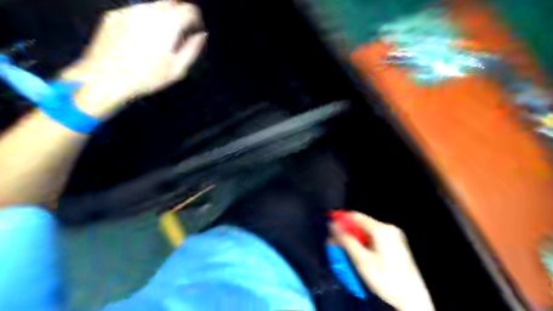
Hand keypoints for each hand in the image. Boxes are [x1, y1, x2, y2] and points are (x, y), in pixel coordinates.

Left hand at [61, 0, 206, 117]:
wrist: (106, 78)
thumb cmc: (146, 78)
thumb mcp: (177, 69)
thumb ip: (192, 49)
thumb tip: (202, 35)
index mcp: (168, 25)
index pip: (189, 9)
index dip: (196, 18)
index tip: (195, 28)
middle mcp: (149, 12)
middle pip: (171, 1)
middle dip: (180, 13)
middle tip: (180, 31)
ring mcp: (130, 11)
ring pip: (153, 5)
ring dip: (163, 15)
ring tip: (160, 37)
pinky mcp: (114, 14)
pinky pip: (137, 10)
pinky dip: (145, 19)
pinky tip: (142, 38)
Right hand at [330, 212, 433, 310]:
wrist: (411, 298)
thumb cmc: (389, 281)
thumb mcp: (362, 261)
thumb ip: (346, 241)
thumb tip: (334, 227)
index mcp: (382, 230)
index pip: (356, 216)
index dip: (341, 219)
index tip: (330, 226)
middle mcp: (389, 230)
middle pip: (360, 224)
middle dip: (346, 233)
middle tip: (335, 243)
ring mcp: (393, 237)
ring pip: (365, 232)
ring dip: (353, 239)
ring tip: (344, 252)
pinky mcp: (393, 244)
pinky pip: (372, 238)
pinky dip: (362, 243)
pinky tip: (357, 254)